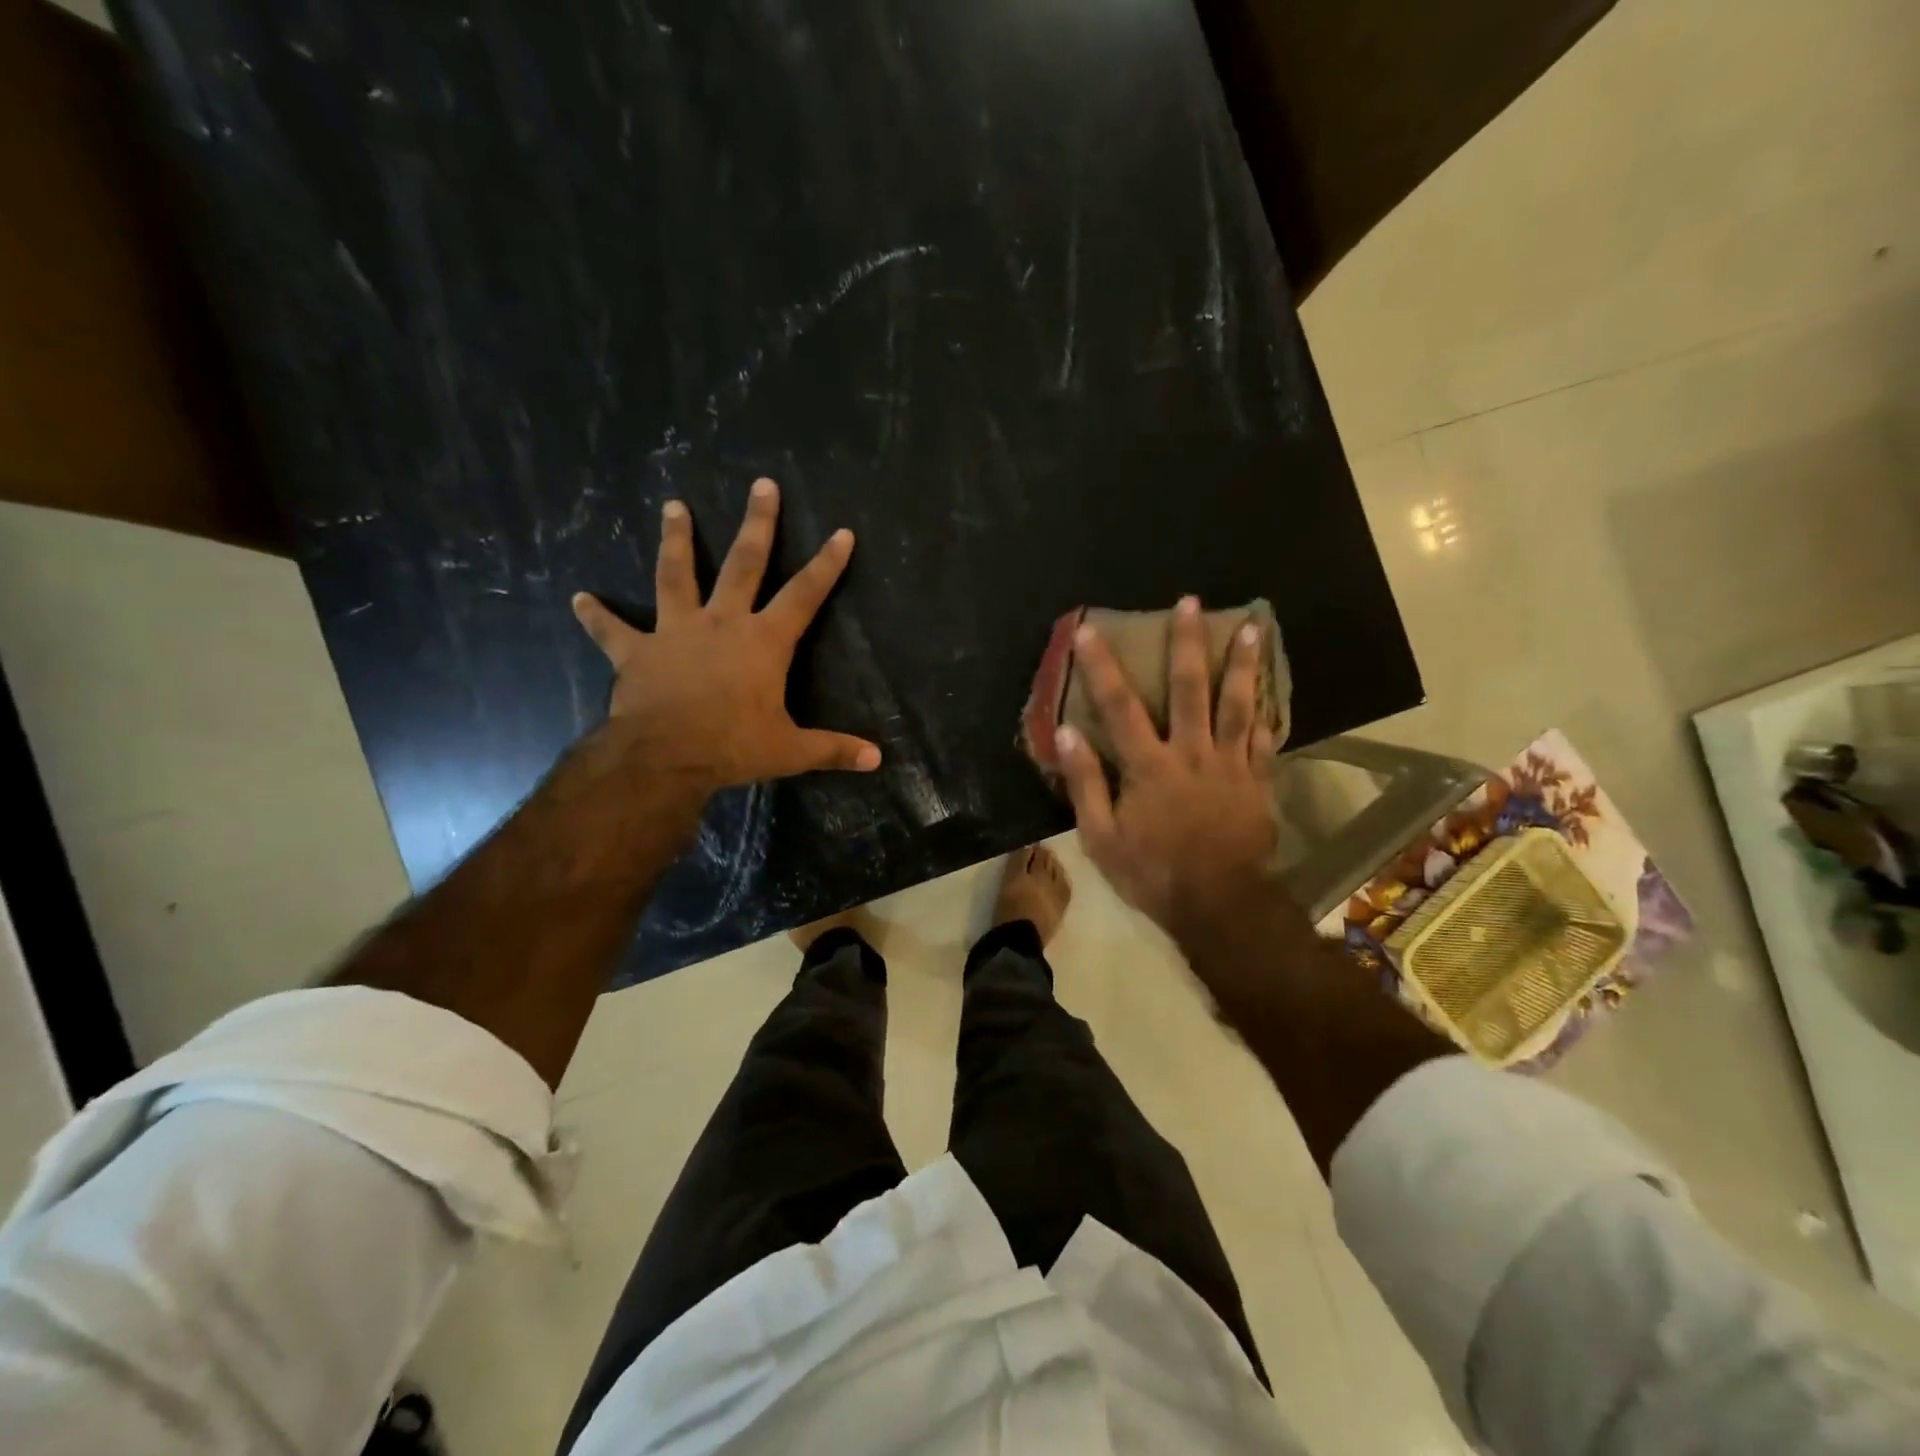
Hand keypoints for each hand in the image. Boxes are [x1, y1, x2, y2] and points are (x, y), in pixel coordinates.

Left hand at [572, 478, 881, 791]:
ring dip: (676, 541)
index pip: (804, 594)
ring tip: (673, 507)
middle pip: (744, 564)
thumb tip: (877, 760)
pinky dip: (596, 616)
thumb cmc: (733, 747)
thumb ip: (833, 749)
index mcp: (764, 642)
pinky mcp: (637, 652)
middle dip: (757, 523)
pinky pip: (613, 631)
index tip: (841, 532)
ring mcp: (676, 632)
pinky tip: (579, 598)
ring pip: (676, 576)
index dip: (826, 564)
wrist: (665, 756)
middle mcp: (722, 623)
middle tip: (762, 485)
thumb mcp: (790, 750)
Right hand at [1056, 596, 1278, 940]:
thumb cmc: (1152, 872)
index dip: (1102, 666)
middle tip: (1190, 602)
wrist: (1219, 905)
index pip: (1120, 707)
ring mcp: (1231, 765)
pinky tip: (1270, 688)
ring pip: (1238, 704)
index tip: (1090, 630)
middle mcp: (1192, 754)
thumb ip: (1085, 783)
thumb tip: (1067, 733)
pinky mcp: (1257, 781)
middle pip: (1190, 689)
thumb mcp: (1101, 836)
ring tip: (1250, 627)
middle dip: (1187, 643)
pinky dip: (1267, 710)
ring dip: (1241, 663)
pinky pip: (1264, 738)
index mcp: (1149, 766)